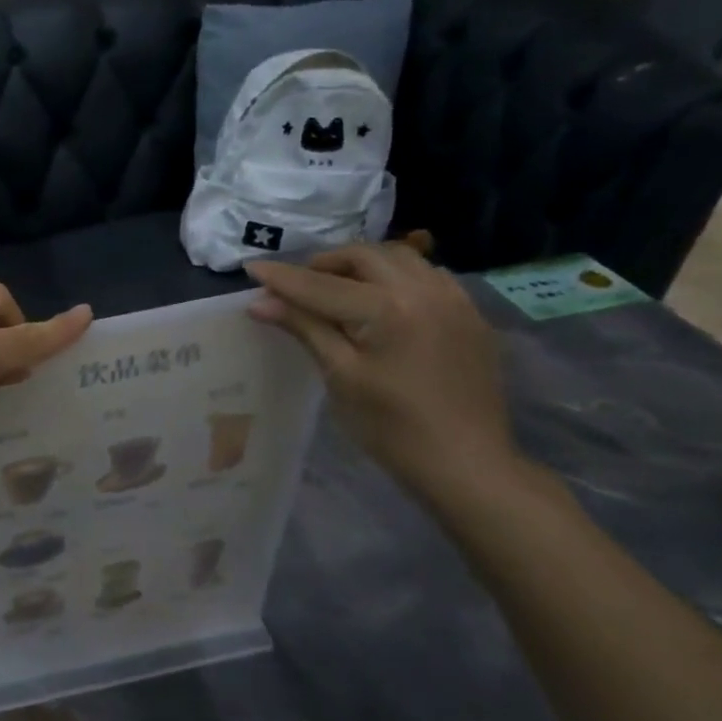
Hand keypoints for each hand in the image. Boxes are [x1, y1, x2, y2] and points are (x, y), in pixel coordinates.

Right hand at [244, 242, 519, 496]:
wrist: (466, 464)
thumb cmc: (393, 428)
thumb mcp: (341, 376)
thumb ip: (305, 328)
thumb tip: (260, 303)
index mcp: (388, 309)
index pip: (322, 285)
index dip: (283, 277)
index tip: (252, 268)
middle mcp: (424, 290)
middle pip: (365, 256)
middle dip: (325, 263)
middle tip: (297, 285)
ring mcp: (454, 299)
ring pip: (400, 258)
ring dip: (363, 264)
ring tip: (338, 288)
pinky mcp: (469, 314)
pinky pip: (428, 275)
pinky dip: (396, 277)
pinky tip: (382, 301)